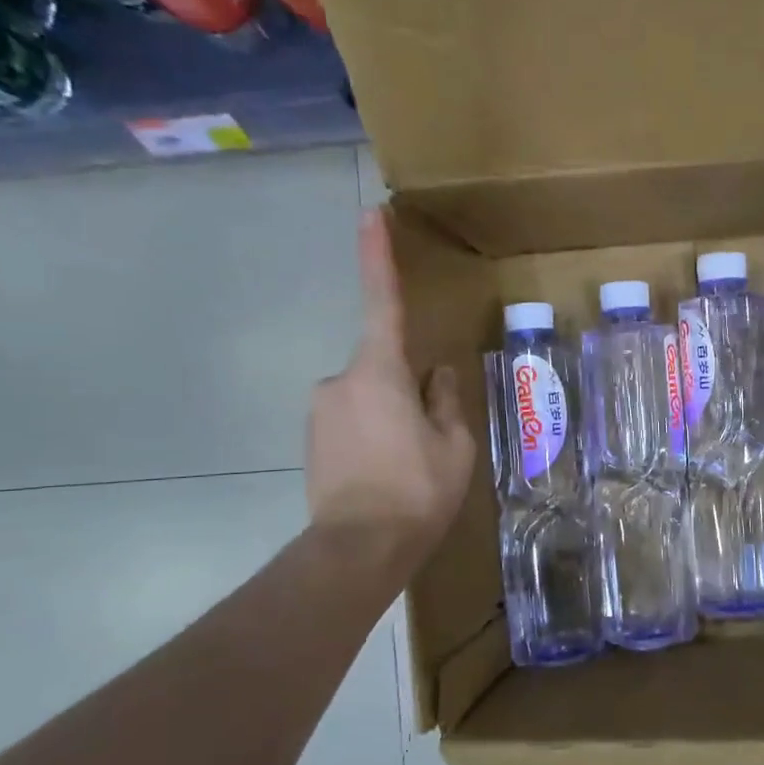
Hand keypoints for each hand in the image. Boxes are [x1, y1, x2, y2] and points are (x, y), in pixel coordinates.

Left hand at [306, 208, 475, 576]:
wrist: (358, 550)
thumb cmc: (417, 491)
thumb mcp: (453, 445)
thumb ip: (445, 399)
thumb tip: (435, 373)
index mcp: (380, 372)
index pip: (382, 303)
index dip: (377, 257)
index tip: (369, 214)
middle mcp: (340, 380)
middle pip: (383, 368)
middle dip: (407, 392)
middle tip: (429, 442)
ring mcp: (319, 411)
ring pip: (368, 399)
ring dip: (390, 419)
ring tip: (408, 468)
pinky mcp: (310, 440)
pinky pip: (350, 422)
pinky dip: (371, 438)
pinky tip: (385, 476)